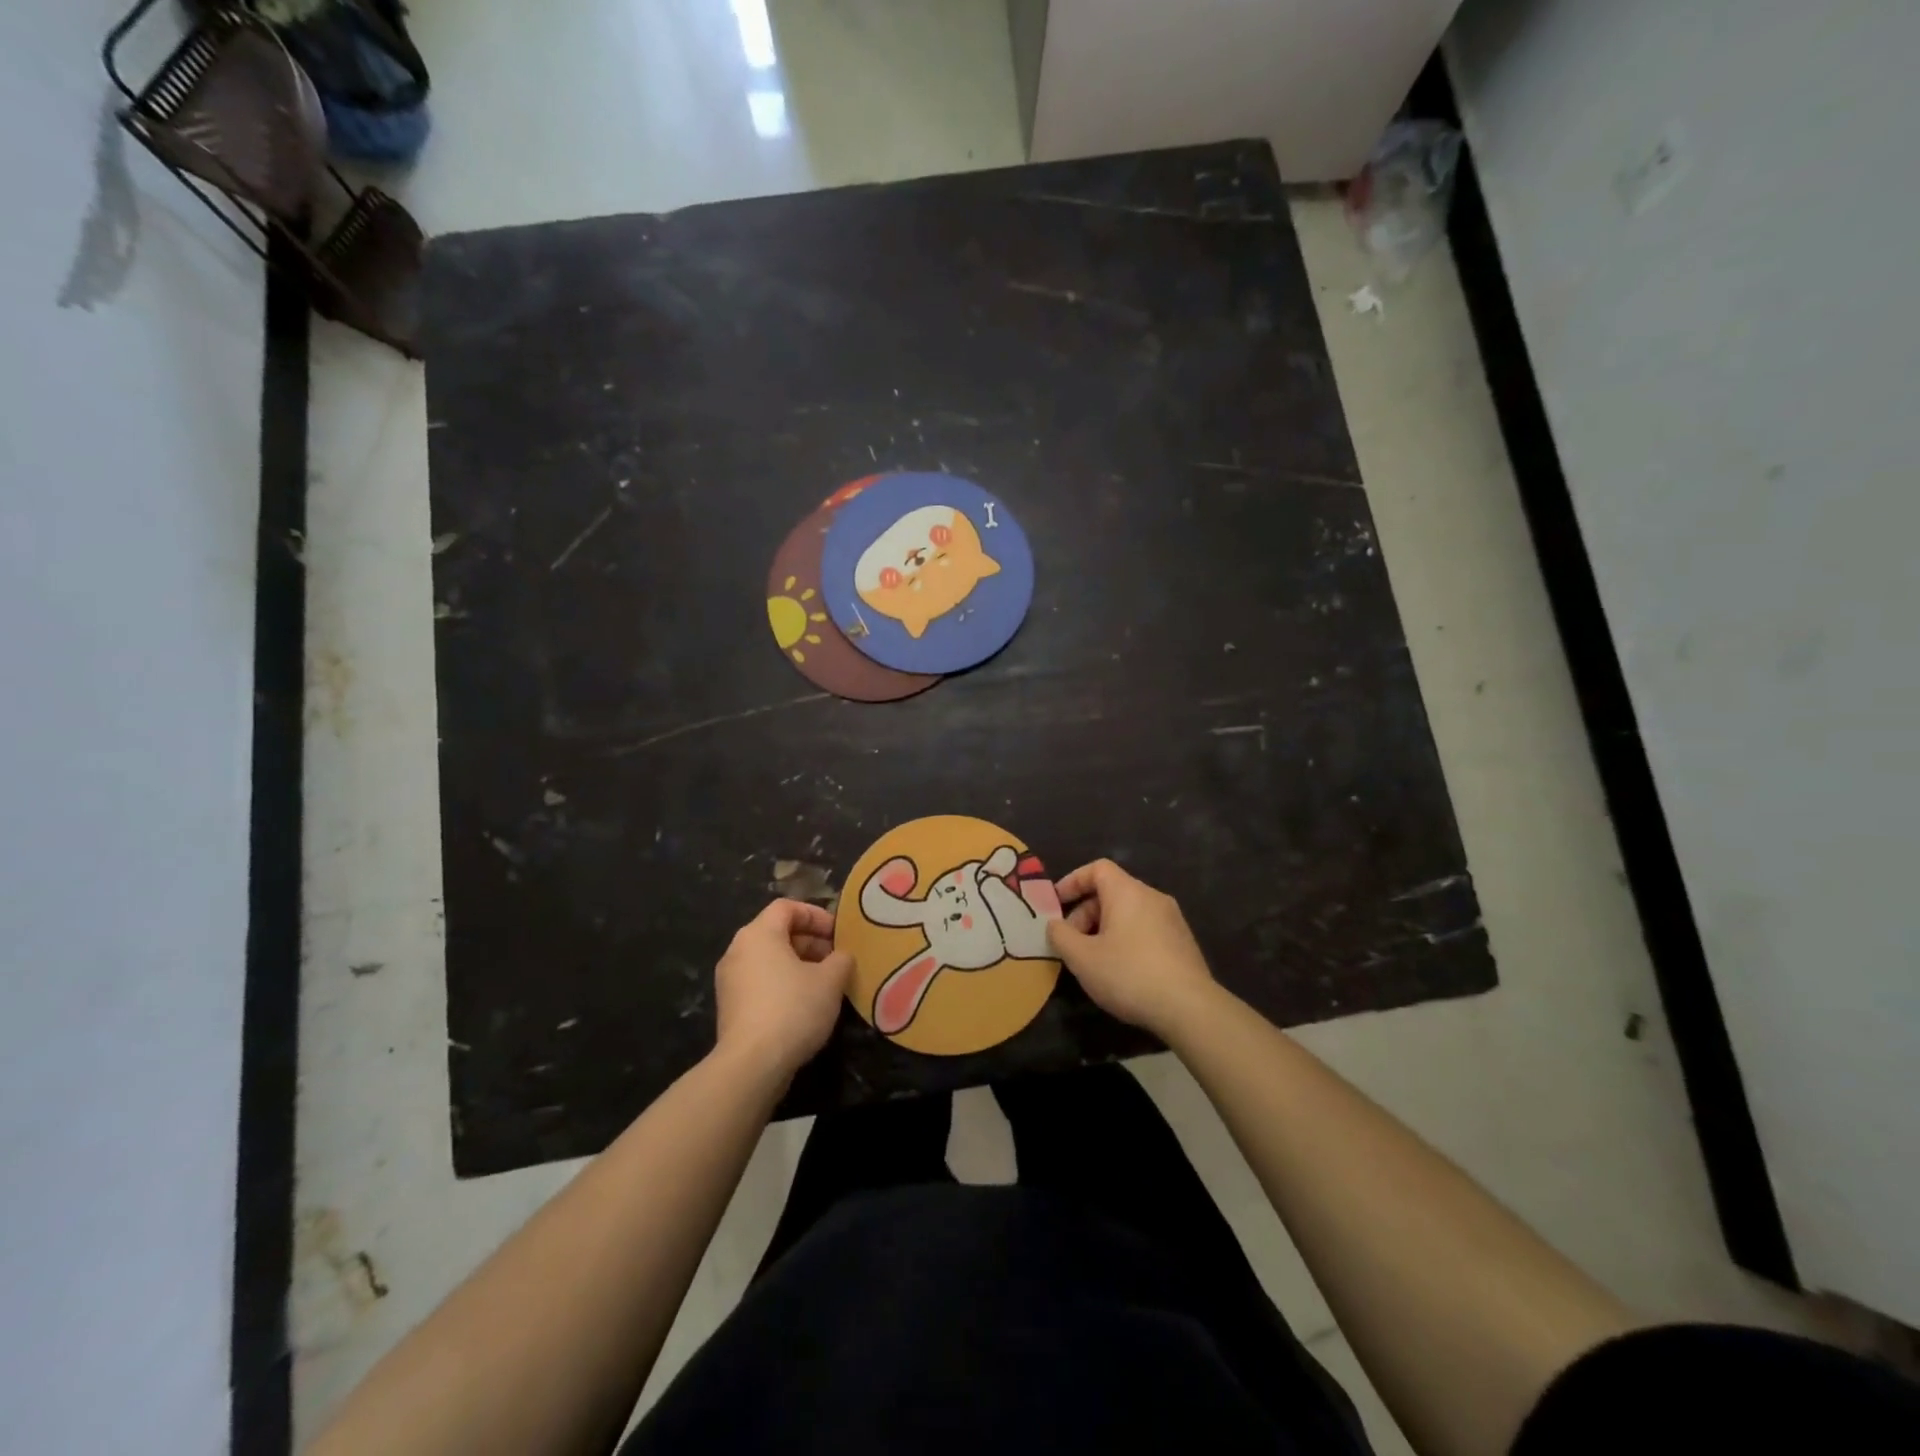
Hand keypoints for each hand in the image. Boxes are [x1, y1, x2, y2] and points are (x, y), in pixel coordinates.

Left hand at [714, 901, 853, 1085]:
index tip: (838, 934)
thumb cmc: (793, 1009)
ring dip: (798, 965)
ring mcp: (729, 980)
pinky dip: (782, 985)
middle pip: (776, 932)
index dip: (816, 915)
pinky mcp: (729, 1007)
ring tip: (825, 984)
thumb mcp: (830, 980)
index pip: (787, 907)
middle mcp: (738, 950)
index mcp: (758, 934)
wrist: (751, 1065)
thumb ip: (841, 959)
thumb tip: (841, 957)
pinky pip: (760, 982)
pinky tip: (804, 1007)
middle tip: (836, 960)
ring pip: (769, 959)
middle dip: (810, 942)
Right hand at [1046, 860, 1218, 1040]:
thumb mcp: (1082, 958)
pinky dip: (1126, 940)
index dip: (1073, 881)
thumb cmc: (1129, 974)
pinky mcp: (1183, 943)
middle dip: (1086, 913)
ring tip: (1093, 960)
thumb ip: (1061, 936)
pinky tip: (1121, 971)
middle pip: (1112, 892)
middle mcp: (1152, 897)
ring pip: (1129, 913)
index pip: (1097, 869)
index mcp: (1128, 892)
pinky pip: (1146, 929)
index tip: (1056, 903)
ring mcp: (1172, 920)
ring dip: (1105, 929)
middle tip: (1072, 943)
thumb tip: (1055, 924)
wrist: (1190, 1008)